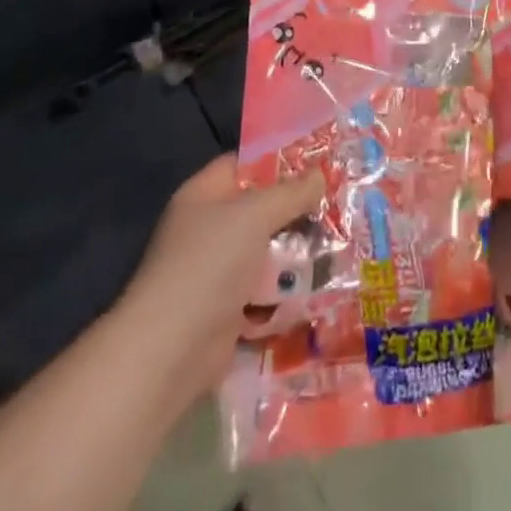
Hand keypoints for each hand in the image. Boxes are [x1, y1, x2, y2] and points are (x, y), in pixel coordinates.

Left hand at [117, 155, 323, 414]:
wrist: (171, 351)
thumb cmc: (209, 264)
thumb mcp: (255, 214)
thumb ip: (291, 192)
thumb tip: (321, 174)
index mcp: (204, 195)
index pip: (245, 164)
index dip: (279, 160)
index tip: (319, 160)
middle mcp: (209, 228)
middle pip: (261, 208)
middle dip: (297, 208)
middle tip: (338, 202)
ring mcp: (218, 271)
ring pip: (268, 250)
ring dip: (298, 251)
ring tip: (340, 242)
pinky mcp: (229, 309)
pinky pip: (266, 289)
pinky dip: (288, 288)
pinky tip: (322, 282)